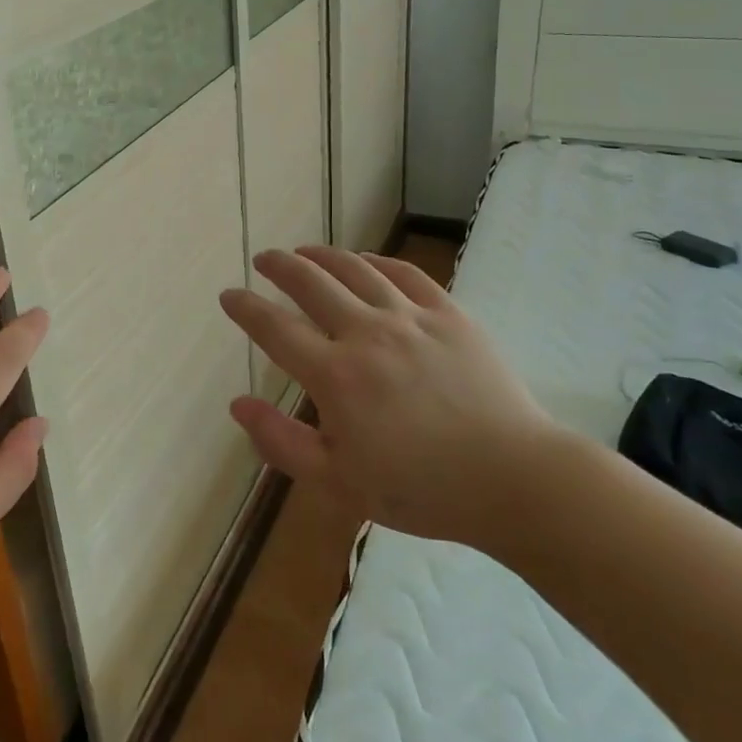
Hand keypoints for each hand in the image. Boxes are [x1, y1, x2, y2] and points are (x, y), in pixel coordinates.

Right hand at [220, 246, 562, 545]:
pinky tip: (366, 260)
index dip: (246, 308)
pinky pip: (406, 273)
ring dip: (323, 255)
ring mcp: (411, 318)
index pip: (275, 329)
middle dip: (280, 266)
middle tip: (264, 258)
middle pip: (311, 284)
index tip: (229, 295)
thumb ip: (281, 441)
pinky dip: (378, 260)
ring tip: (305, 252)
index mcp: (336, 376)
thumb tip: (238, 404)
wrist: (512, 479)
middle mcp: (367, 334)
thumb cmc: (420, 489)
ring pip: (356, 269)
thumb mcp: (337, 482)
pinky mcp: (449, 314)